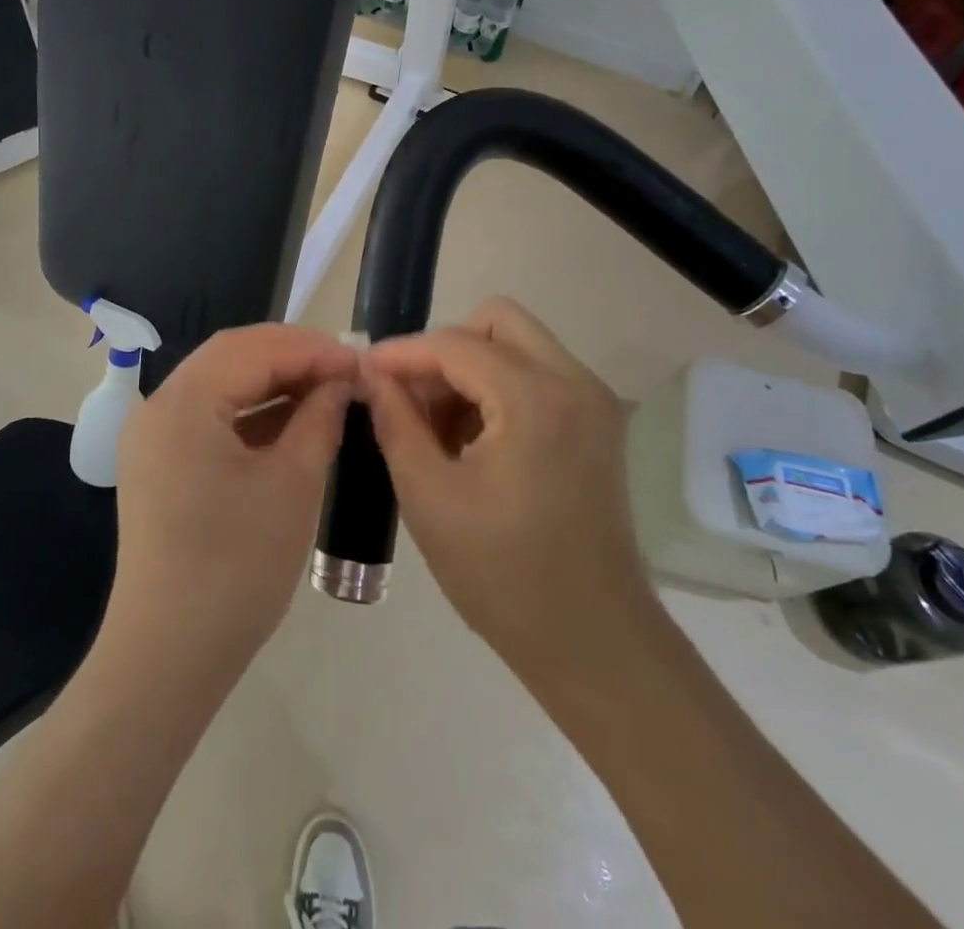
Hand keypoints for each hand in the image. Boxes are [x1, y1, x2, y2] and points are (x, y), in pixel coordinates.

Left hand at [101, 324, 358, 682]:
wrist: (168, 658)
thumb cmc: (236, 568)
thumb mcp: (293, 485)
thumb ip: (319, 419)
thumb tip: (341, 382)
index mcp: (183, 401)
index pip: (254, 348)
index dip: (312, 349)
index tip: (361, 362)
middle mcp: (158, 406)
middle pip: (232, 357)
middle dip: (292, 357)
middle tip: (345, 373)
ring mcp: (152, 436)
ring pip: (220, 384)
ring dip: (272, 382)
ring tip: (325, 393)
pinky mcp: (157, 464)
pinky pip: (209, 417)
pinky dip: (250, 413)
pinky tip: (289, 424)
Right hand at [362, 298, 654, 685]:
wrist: (593, 642)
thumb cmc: (503, 576)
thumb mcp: (429, 495)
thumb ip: (395, 421)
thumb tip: (372, 374)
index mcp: (535, 399)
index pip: (454, 344)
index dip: (403, 352)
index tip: (365, 372)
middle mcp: (575, 382)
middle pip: (497, 321)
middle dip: (444, 349)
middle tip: (411, 396)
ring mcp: (594, 401)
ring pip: (518, 345)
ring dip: (470, 369)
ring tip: (436, 427)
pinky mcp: (598, 423)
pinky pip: (538, 375)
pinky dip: (498, 389)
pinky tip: (471, 440)